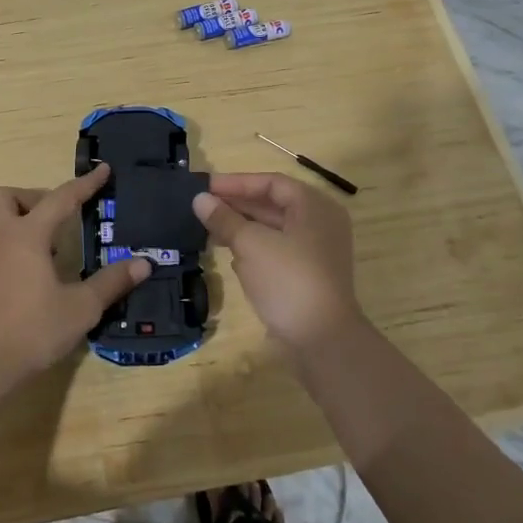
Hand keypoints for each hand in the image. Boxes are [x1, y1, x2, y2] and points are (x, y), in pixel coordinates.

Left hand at [0, 164, 150, 392]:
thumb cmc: (33, 330)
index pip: (60, 198)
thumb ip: (111, 282)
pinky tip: (31, 274)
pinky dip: (11, 244)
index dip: (84, 184)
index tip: (102, 170)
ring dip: (20, 220)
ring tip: (49, 247)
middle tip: (58, 219)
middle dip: (33, 198)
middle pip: (7, 196)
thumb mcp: (81, 308)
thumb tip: (143, 263)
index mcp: (26, 236)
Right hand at [193, 172, 362, 349]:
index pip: (271, 182)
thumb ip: (224, 219)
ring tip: (208, 229)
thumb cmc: (288, 280)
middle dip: (236, 205)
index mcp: (313, 206)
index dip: (236, 183)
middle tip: (202, 207)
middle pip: (273, 204)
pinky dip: (253, 248)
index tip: (205, 187)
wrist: (322, 340)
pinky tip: (229, 256)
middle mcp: (320, 223)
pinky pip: (277, 251)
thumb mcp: (250, 244)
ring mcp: (316, 251)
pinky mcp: (309, 275)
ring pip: (273, 229)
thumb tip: (200, 199)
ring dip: (241, 227)